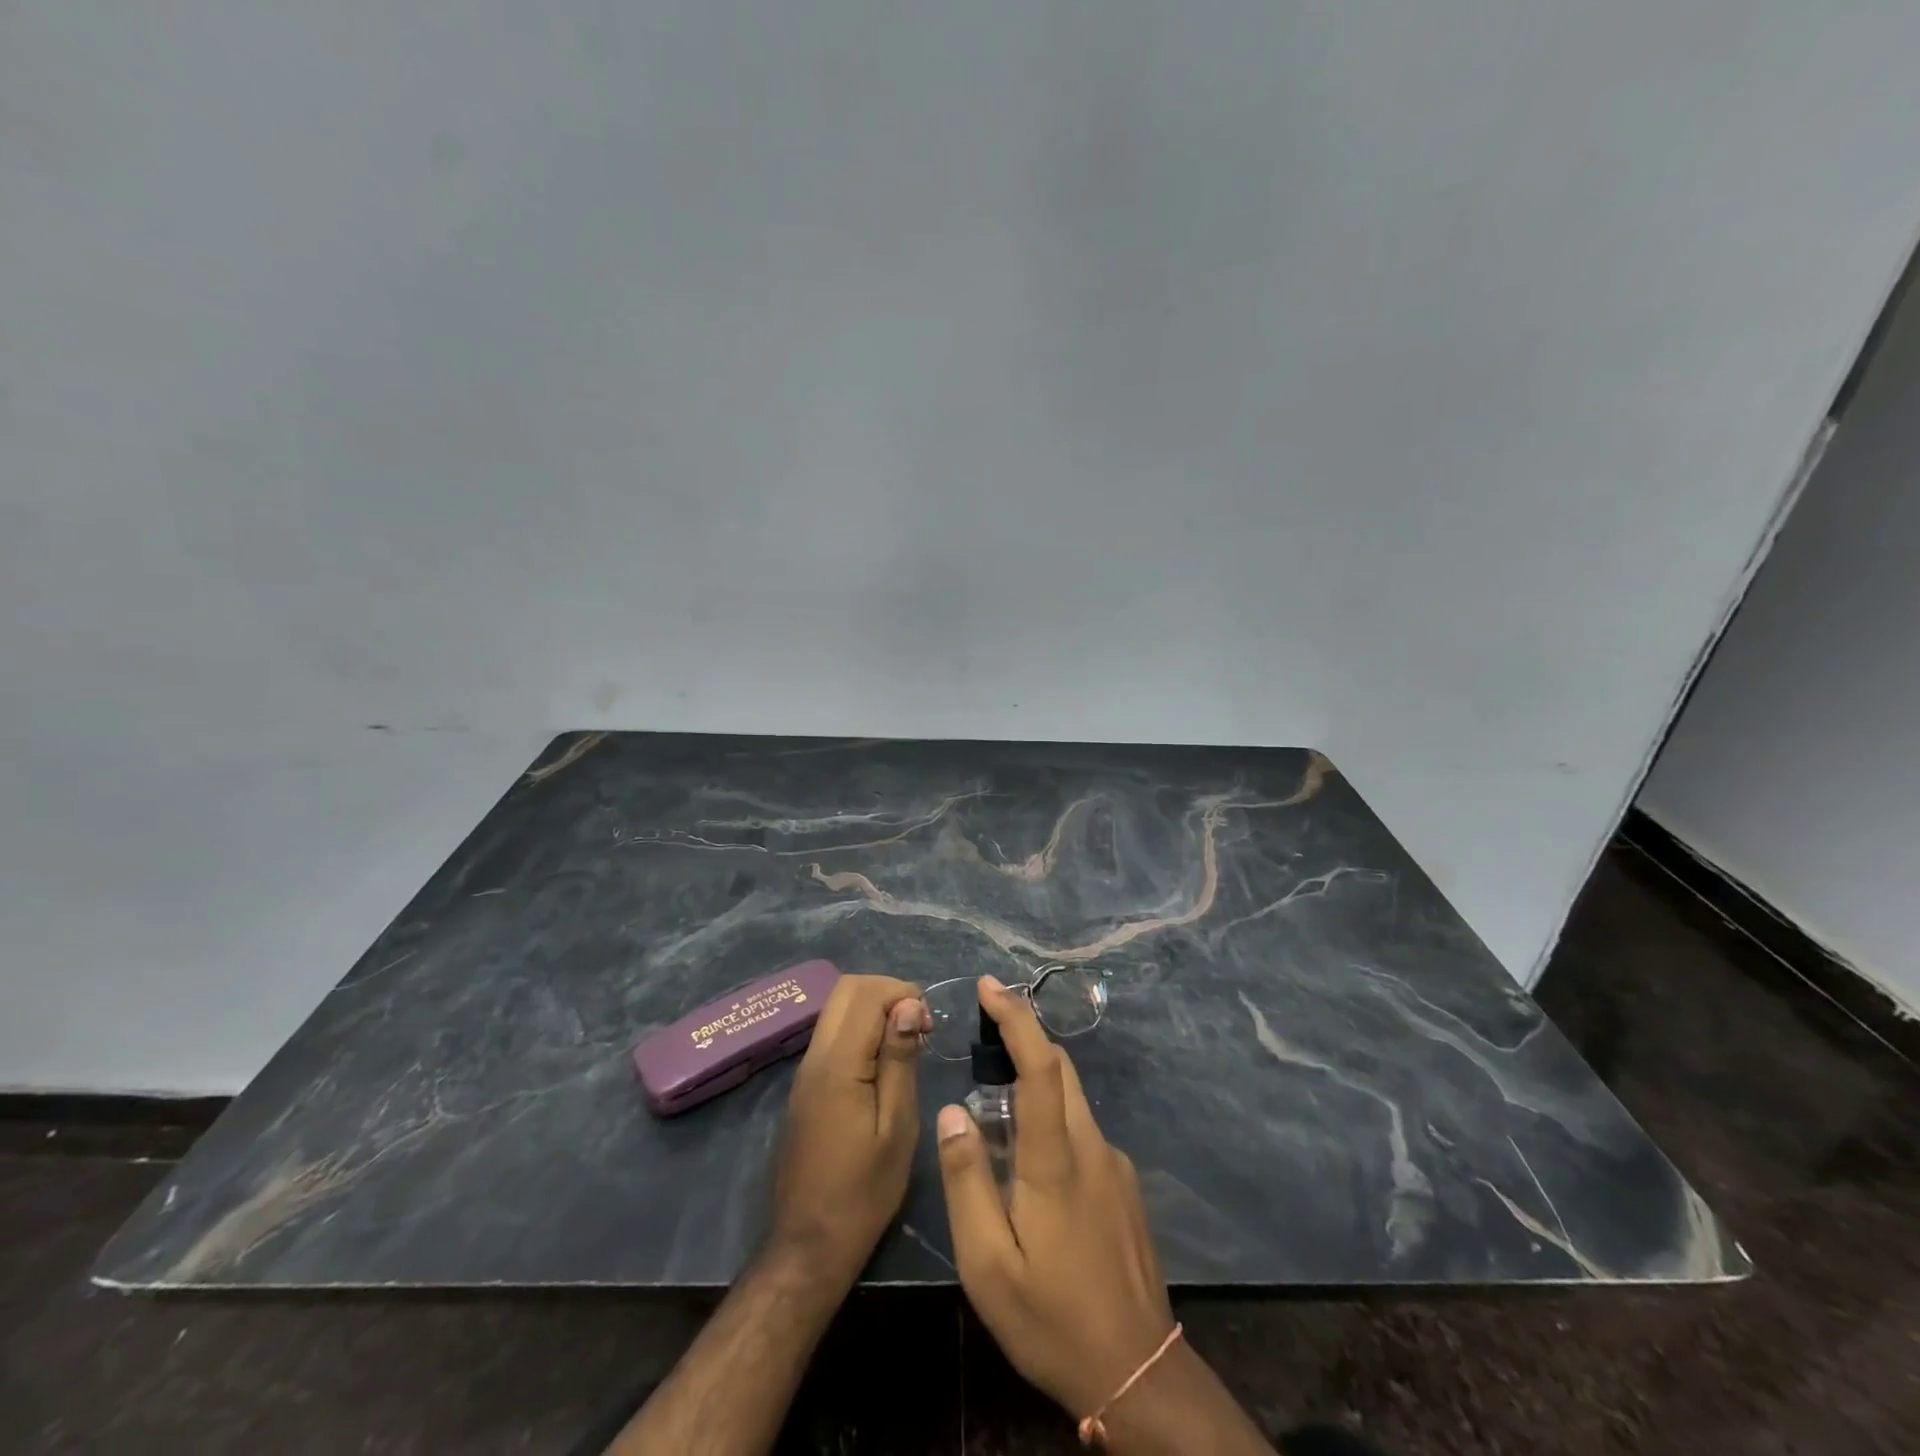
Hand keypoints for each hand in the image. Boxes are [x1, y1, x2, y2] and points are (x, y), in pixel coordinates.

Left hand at [770, 973, 929, 1279]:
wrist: (809, 1245)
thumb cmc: (864, 1192)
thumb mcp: (897, 1127)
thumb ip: (900, 1060)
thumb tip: (909, 1005)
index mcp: (838, 1065)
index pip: (866, 994)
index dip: (903, 994)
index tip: (929, 1026)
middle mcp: (814, 1057)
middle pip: (846, 990)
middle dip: (888, 993)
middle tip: (918, 1027)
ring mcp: (805, 1071)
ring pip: (837, 1009)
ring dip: (874, 1010)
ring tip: (907, 1044)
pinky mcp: (805, 1086)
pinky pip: (832, 1034)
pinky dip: (861, 1030)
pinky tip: (884, 1063)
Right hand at [933, 976, 1173, 1417]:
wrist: (1137, 1374)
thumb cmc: (1051, 1319)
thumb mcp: (988, 1264)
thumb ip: (968, 1182)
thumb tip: (953, 1113)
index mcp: (1056, 1159)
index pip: (1040, 1065)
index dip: (1017, 1017)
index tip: (991, 985)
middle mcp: (1093, 1146)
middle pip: (1061, 1069)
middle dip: (1025, 1036)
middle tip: (985, 1029)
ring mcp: (1116, 1165)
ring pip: (1073, 1101)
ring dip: (1038, 1083)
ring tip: (997, 1111)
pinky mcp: (1126, 1186)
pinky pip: (1083, 1133)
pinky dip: (1054, 1121)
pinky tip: (1033, 1167)